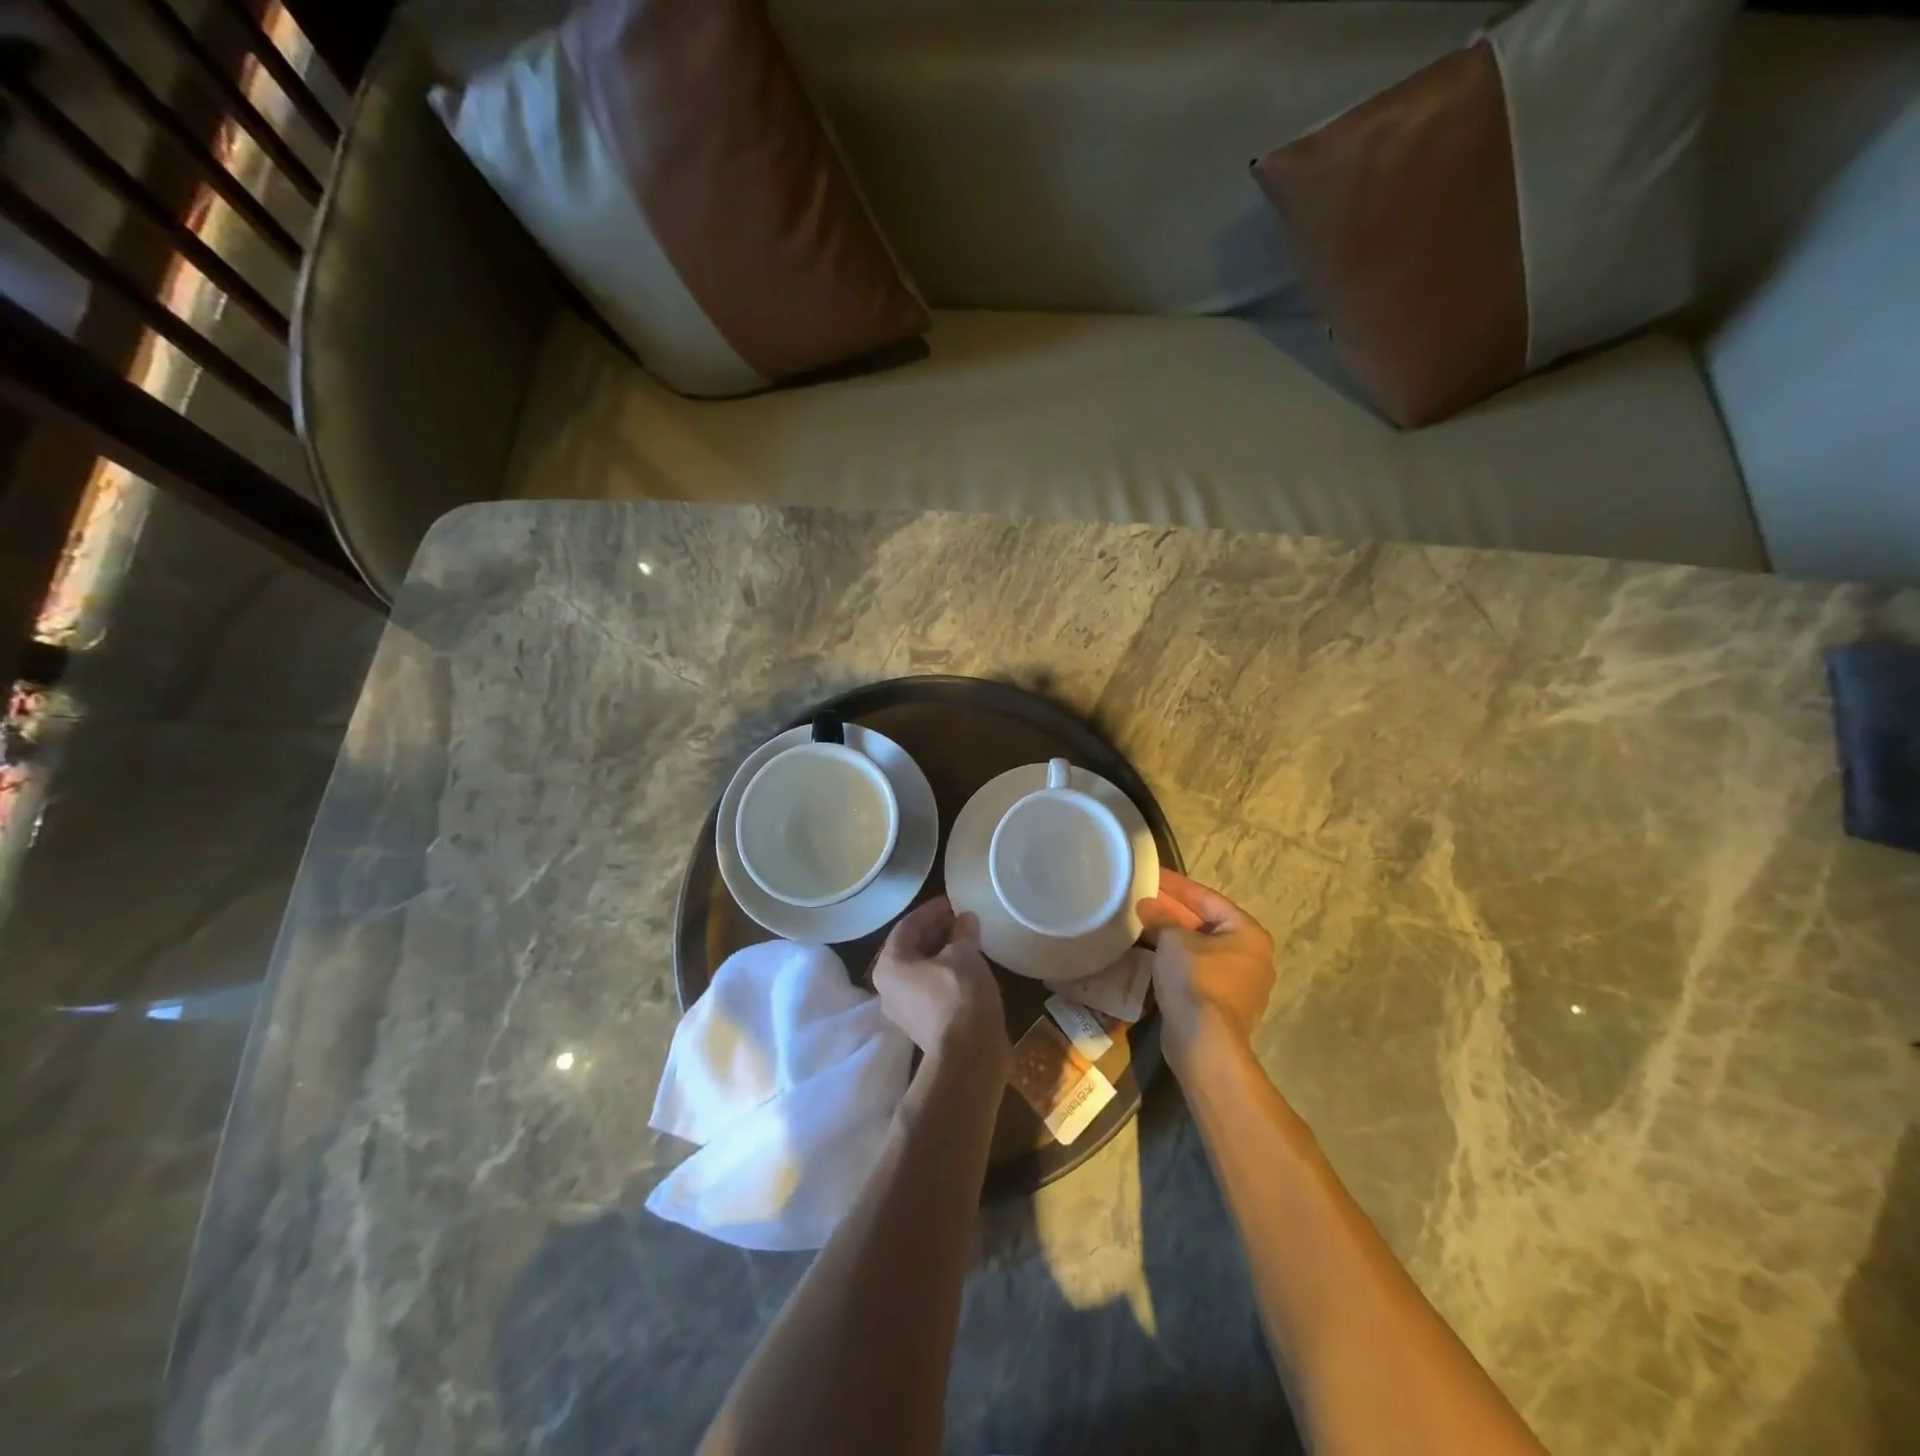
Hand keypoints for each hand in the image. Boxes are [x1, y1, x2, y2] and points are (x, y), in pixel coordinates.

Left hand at [872, 897, 1009, 1071]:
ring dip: (942, 952)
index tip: (952, 902)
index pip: (907, 926)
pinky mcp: (922, 1026)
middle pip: (911, 948)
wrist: (969, 1056)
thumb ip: (962, 932)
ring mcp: (903, 1010)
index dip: (931, 910)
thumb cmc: (959, 995)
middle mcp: (888, 987)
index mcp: (889, 965)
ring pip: (921, 970)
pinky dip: (945, 973)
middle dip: (936, 931)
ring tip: (967, 940)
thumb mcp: (964, 955)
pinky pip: (930, 989)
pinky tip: (967, 968)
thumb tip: (965, 919)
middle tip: (961, 919)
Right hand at [1136, 870, 1275, 1074]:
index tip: (1153, 874)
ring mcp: (1241, 984)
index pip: (1207, 899)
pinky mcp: (1224, 1006)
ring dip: (1173, 937)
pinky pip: (1198, 971)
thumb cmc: (1196, 979)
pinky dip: (1177, 960)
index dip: (1177, 885)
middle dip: (1173, 912)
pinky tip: (1152, 953)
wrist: (1204, 1042)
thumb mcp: (1173, 940)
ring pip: (1200, 949)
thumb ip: (1160, 918)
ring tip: (1143, 923)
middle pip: (1205, 924)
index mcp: (1248, 933)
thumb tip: (1146, 905)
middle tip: (1144, 898)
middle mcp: (1252, 956)